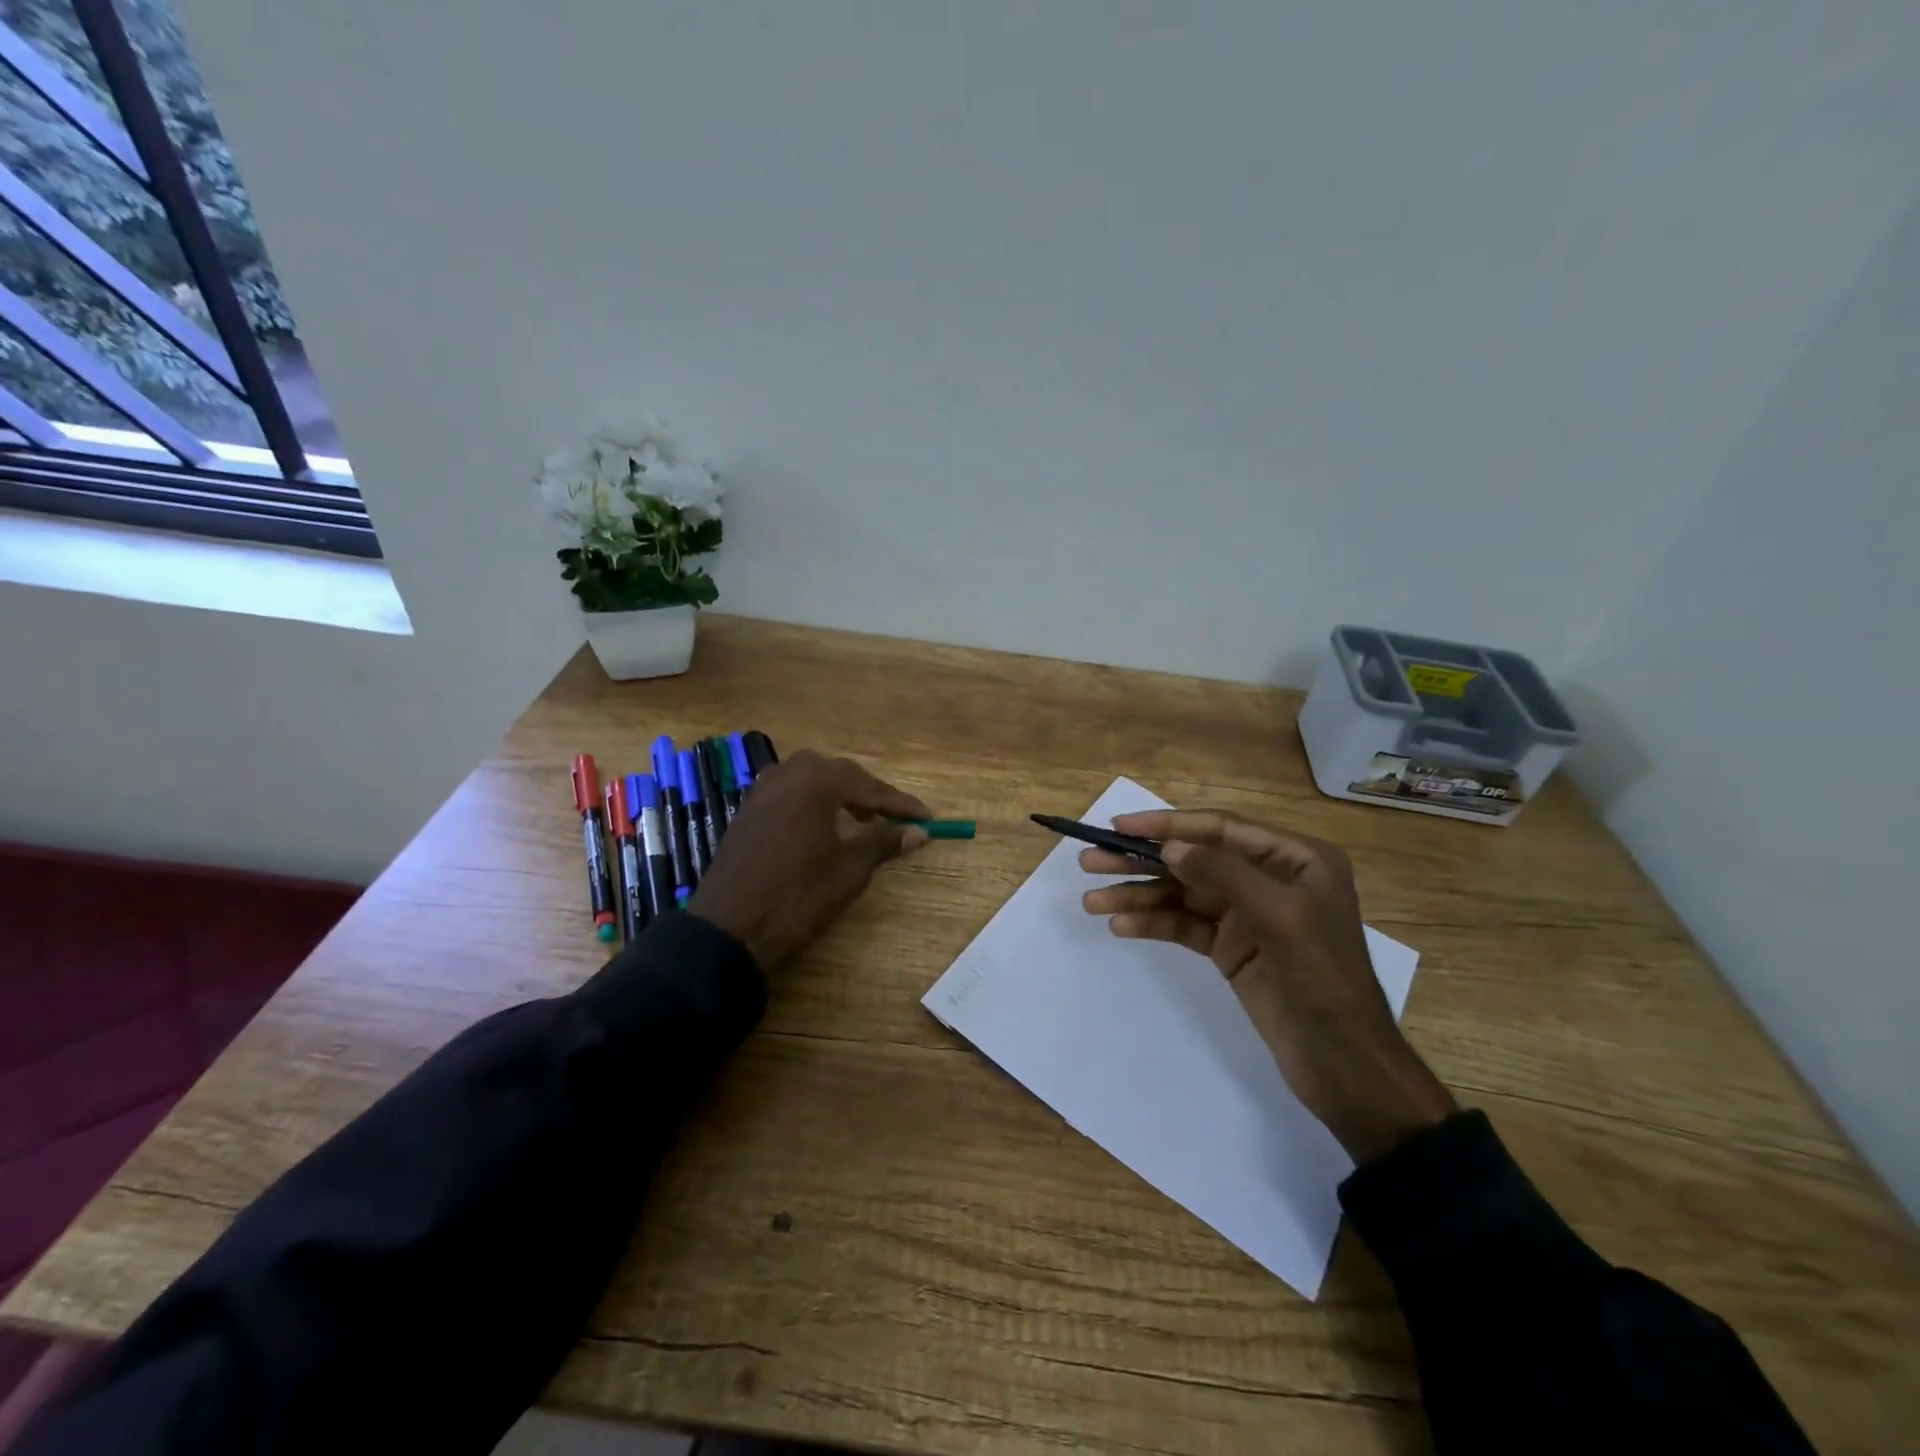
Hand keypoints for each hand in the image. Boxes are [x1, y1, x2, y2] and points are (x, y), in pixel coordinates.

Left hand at [689, 750, 929, 971]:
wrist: (730, 929)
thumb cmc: (798, 895)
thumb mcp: (849, 869)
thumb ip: (884, 842)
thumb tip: (918, 831)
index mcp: (815, 781)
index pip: (868, 785)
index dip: (899, 803)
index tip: (926, 817)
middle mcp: (787, 774)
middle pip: (838, 775)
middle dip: (868, 795)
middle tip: (893, 818)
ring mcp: (762, 790)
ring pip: (811, 781)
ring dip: (839, 796)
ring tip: (860, 822)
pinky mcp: (748, 810)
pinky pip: (790, 794)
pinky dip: (813, 804)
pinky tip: (822, 828)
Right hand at [1080, 810, 1454, 1162]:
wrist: (1343, 1064)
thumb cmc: (1323, 978)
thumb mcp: (1280, 916)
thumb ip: (1223, 873)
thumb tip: (1170, 846)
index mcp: (1295, 858)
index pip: (1220, 828)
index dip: (1168, 824)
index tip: (1119, 827)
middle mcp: (1269, 878)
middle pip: (1194, 859)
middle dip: (1142, 860)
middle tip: (1090, 862)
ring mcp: (1247, 914)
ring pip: (1182, 893)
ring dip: (1138, 896)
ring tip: (1092, 902)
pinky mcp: (1230, 947)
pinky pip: (1184, 926)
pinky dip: (1153, 924)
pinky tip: (1121, 928)